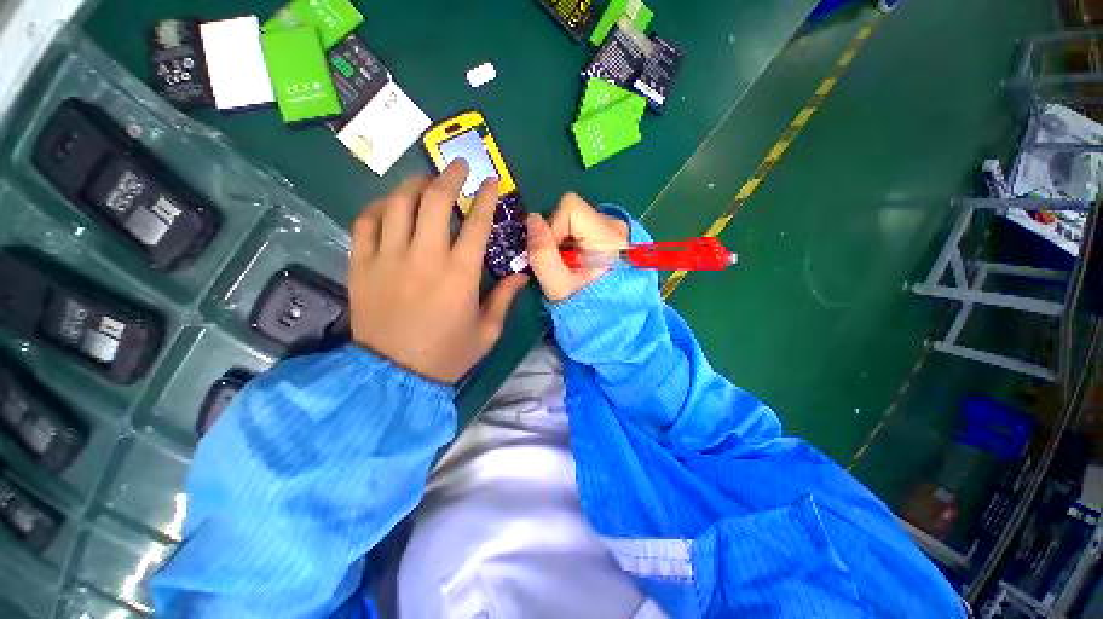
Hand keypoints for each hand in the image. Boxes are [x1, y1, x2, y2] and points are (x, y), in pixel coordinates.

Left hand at [348, 160, 528, 382]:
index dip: (486, 197)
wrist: (394, 376)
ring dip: (414, 185)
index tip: (491, 181)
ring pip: (397, 204)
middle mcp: (424, 257)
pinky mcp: (361, 266)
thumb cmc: (448, 354)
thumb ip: (505, 298)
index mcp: (460, 274)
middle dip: (449, 176)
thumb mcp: (488, 331)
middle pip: (435, 201)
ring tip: (425, 181)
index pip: (477, 223)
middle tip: (457, 166)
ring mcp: (387, 258)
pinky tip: (389, 207)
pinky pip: (364, 223)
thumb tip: (521, 274)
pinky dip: (378, 207)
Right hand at [525, 193, 629, 302]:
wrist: (609, 318)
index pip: (570, 207)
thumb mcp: (558, 287)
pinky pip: (582, 227)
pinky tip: (577, 260)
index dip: (552, 227)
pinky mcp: (610, 234)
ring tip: (570, 264)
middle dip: (557, 235)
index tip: (554, 255)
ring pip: (575, 219)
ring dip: (564, 239)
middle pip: (572, 212)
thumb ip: (542, 254)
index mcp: (608, 237)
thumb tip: (532, 219)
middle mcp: (616, 226)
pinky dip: (572, 241)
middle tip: (561, 262)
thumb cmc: (585, 305)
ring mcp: (615, 229)